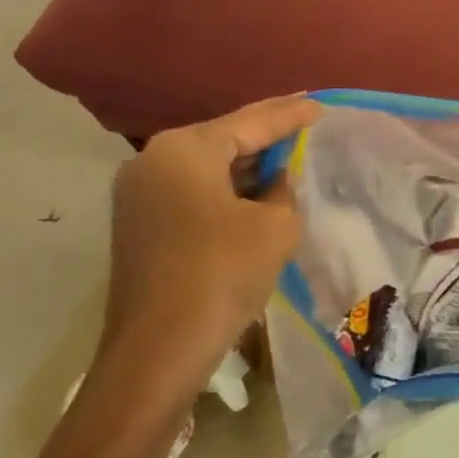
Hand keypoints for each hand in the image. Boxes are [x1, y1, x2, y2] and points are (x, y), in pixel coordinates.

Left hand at [98, 95, 320, 419]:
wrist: (158, 352)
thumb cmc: (222, 274)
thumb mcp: (275, 226)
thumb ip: (283, 191)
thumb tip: (274, 182)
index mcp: (185, 150)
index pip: (251, 122)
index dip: (290, 114)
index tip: (320, 105)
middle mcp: (153, 159)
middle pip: (223, 138)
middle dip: (265, 134)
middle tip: (304, 122)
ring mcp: (139, 193)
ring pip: (206, 166)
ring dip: (244, 164)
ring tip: (285, 153)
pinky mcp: (138, 223)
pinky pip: (191, 190)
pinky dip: (224, 188)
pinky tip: (252, 191)